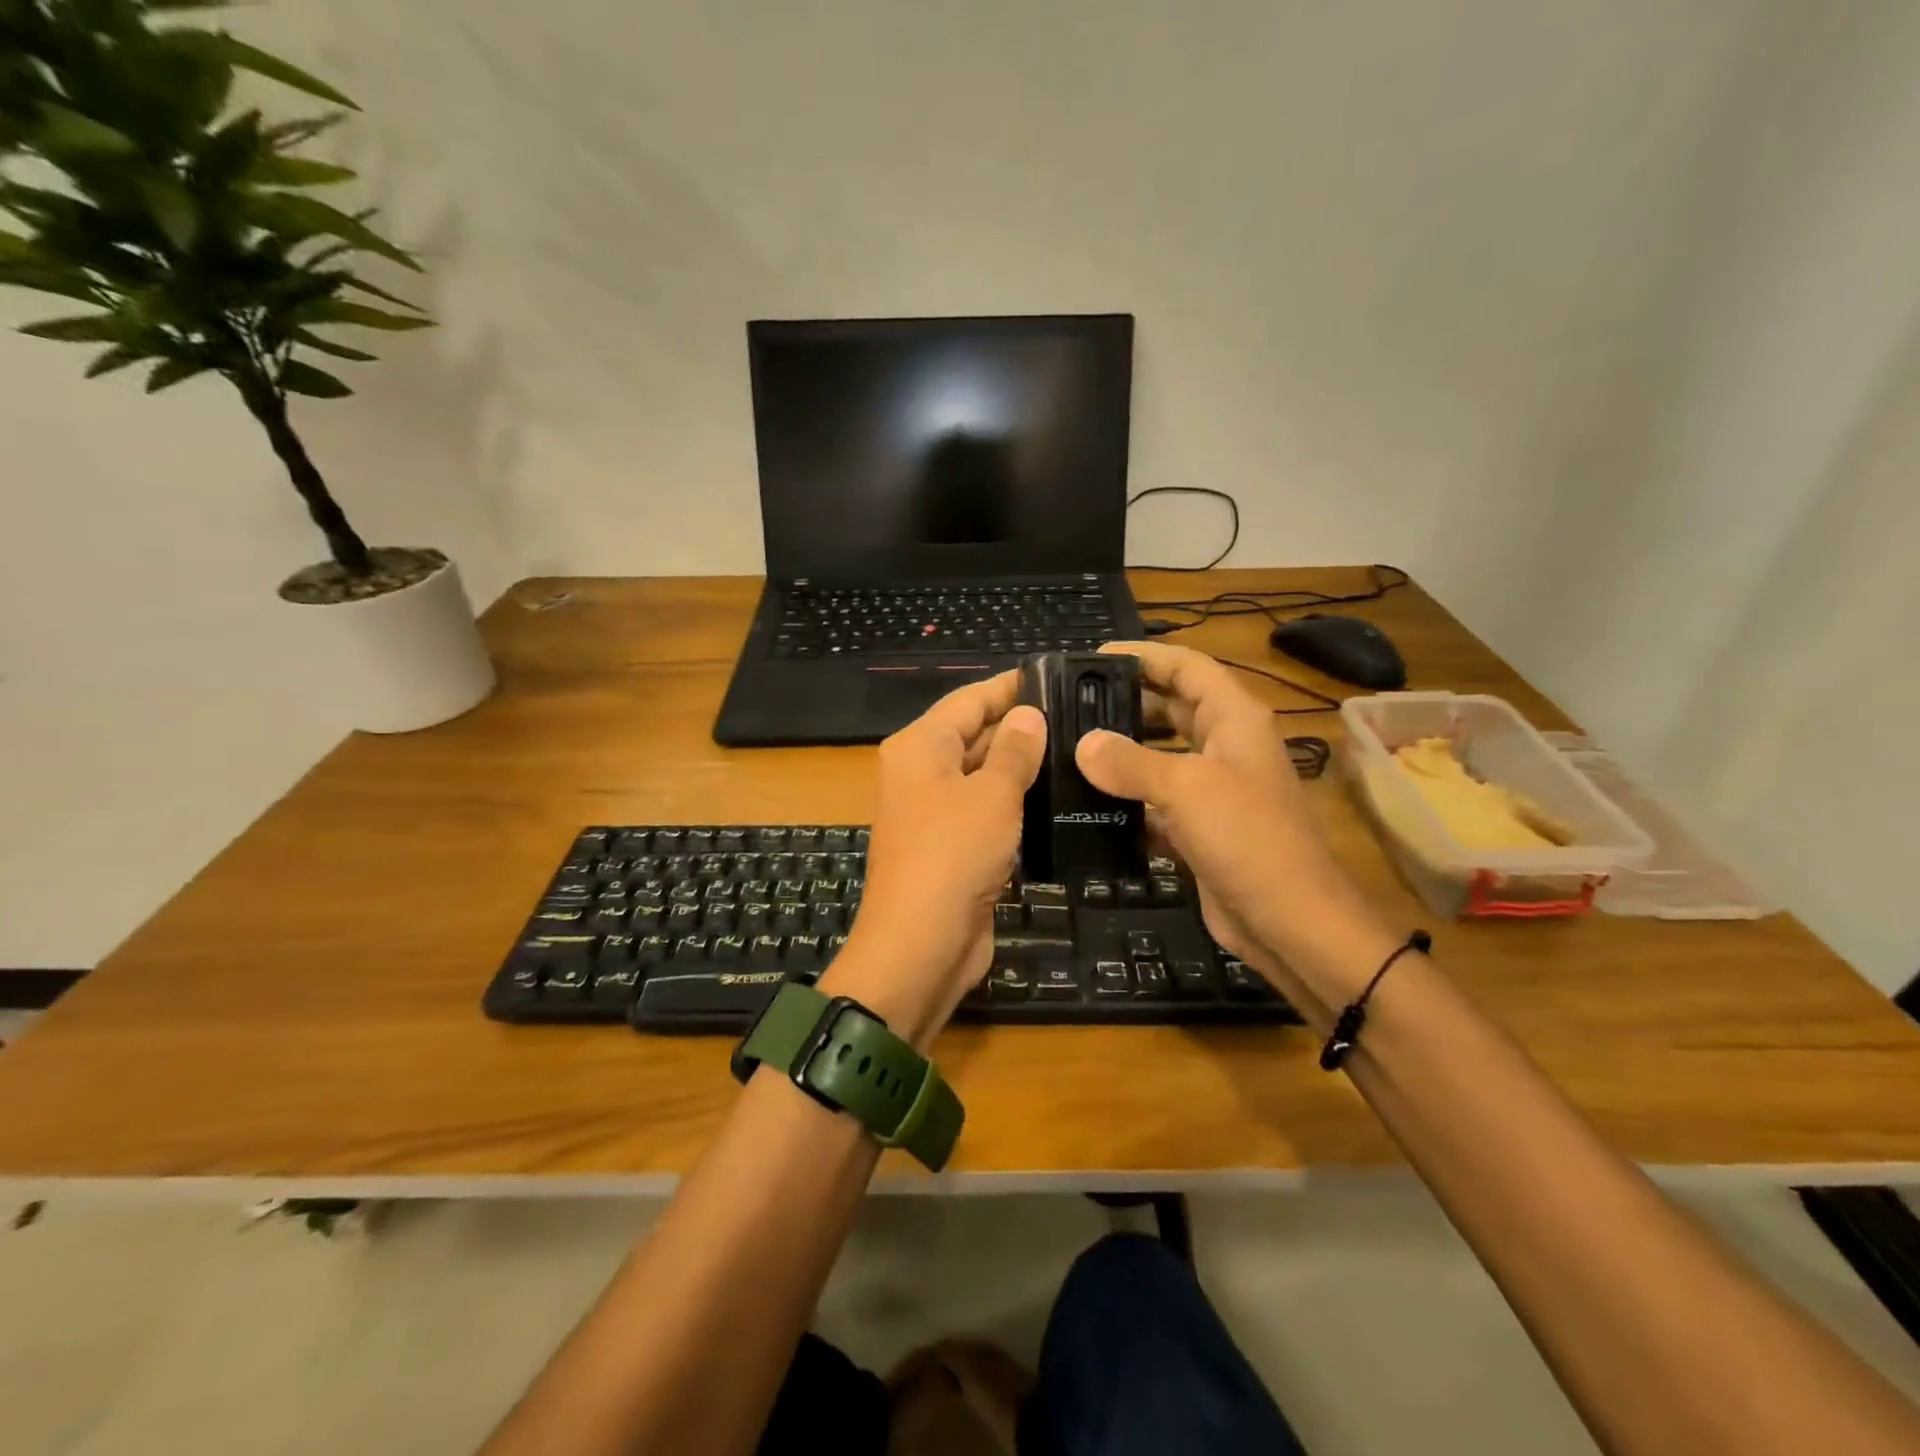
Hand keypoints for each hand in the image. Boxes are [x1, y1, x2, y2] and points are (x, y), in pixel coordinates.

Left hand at [827, 673, 1046, 1048]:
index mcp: (920, 746)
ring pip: (983, 775)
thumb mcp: (991, 795)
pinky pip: (987, 812)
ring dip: (1022, 768)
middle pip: (974, 734)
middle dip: (1022, 726)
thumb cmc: (953, 855)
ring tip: (1079, 752)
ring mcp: (936, 812)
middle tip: (1082, 717)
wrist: (921, 946)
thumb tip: (1029, 714)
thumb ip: (1014, 751)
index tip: (1057, 676)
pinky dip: (1016, 804)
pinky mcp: (953, 847)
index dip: (1011, 686)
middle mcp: (922, 772)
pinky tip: (1059, 800)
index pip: (969, 699)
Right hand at [1075, 642, 1396, 1012]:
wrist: (1289, 921)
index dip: (1145, 655)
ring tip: (1068, 745)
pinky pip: (1155, 801)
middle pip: (1171, 707)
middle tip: (1069, 703)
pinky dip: (1125, 799)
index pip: (1187, 666)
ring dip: (1121, 751)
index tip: (1093, 657)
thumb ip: (1130, 761)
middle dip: (1125, 700)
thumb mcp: (1187, 788)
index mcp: (1233, 719)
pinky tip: (1086, 801)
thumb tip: (1083, 745)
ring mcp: (1212, 789)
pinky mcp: (1198, 828)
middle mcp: (1223, 746)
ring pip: (1159, 756)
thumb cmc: (1247, 837)